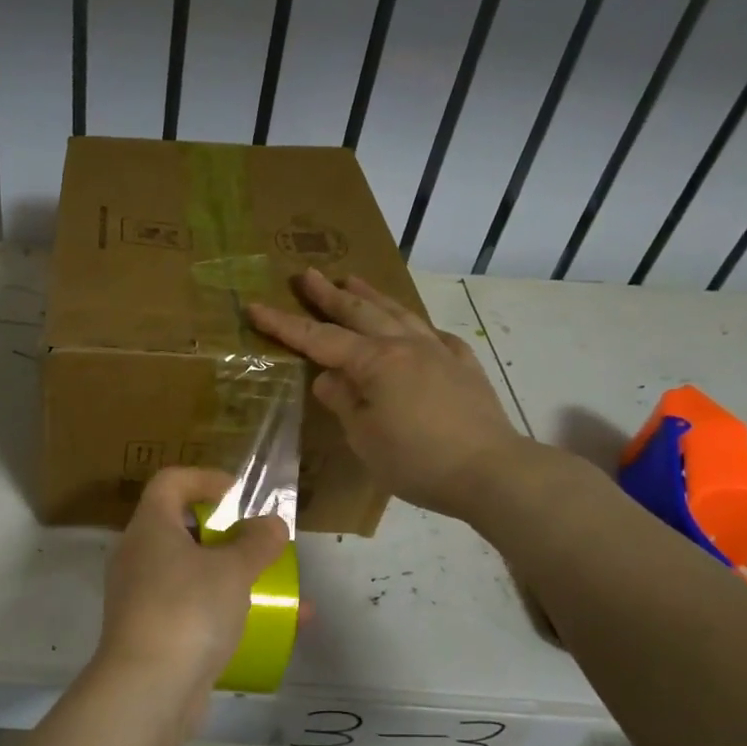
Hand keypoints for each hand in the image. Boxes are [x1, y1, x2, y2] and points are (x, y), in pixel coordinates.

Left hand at [96, 467, 287, 719]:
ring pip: (193, 574)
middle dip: (229, 535)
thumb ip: (257, 542)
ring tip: (280, 590)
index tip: (242, 496)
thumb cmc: (188, 610)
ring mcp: (142, 597)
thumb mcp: (232, 570)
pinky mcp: (153, 633)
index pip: (171, 481)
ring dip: (235, 577)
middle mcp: (139, 556)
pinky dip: (227, 612)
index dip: (206, 479)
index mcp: (150, 527)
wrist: (147, 690)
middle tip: (262, 544)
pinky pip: (194, 609)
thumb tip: (271, 523)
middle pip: (183, 528)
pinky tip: (273, 629)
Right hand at [247, 268, 532, 520]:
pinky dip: (414, 324)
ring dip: (371, 296)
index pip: (319, 339)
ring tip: (352, 280)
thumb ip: (343, 401)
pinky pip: (434, 334)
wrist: (491, 471)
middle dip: (329, 294)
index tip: (255, 306)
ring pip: (398, 313)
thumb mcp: (364, 437)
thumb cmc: (417, 460)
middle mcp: (405, 346)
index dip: (284, 324)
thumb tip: (329, 378)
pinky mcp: (463, 365)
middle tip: (307, 274)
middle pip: (360, 312)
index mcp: (375, 362)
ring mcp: (439, 351)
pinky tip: (413, 325)